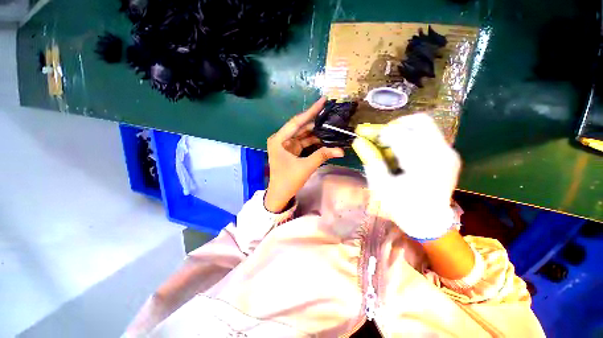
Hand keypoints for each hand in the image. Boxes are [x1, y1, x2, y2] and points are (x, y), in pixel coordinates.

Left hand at [264, 98, 344, 212]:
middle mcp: (281, 139)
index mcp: (279, 139)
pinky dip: (313, 140)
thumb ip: (322, 155)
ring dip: (316, 131)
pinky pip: (304, 142)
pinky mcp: (291, 150)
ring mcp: (287, 145)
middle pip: (301, 126)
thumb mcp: (305, 167)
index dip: (311, 111)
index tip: (323, 100)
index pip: (297, 122)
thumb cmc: (288, 180)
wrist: (279, 194)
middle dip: (315, 121)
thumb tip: (341, 150)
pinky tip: (324, 137)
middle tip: (331, 112)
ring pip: (303, 134)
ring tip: (331, 124)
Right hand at [352, 113, 460, 240]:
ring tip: (390, 147)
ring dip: (403, 132)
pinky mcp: (450, 155)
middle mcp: (440, 153)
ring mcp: (448, 153)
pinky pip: (429, 136)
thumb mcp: (380, 185)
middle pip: (418, 121)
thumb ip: (371, 160)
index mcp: (421, 163)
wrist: (429, 222)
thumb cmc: (401, 207)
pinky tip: (402, 153)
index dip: (378, 132)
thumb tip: (358, 141)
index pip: (397, 134)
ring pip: (425, 126)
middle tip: (381, 137)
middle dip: (395, 125)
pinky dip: (412, 138)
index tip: (365, 136)